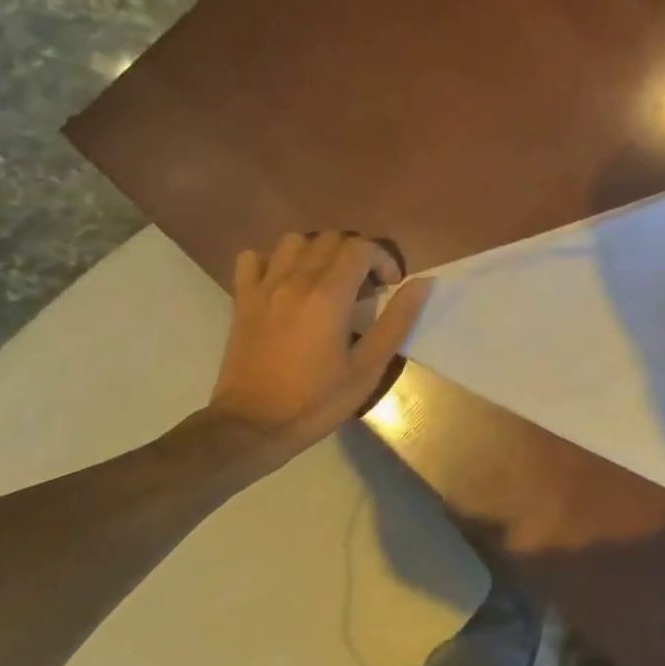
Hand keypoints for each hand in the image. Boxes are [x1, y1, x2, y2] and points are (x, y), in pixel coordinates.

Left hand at [211, 231, 430, 450]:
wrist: (252, 426)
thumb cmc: (316, 401)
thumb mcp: (368, 368)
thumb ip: (396, 321)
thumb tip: (421, 283)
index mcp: (329, 295)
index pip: (361, 248)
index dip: (383, 259)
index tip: (390, 286)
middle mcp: (296, 280)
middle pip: (331, 238)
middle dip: (355, 254)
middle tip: (363, 286)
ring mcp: (264, 287)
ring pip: (294, 241)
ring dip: (316, 252)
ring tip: (326, 279)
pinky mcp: (242, 300)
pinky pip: (252, 259)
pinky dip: (272, 261)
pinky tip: (284, 282)